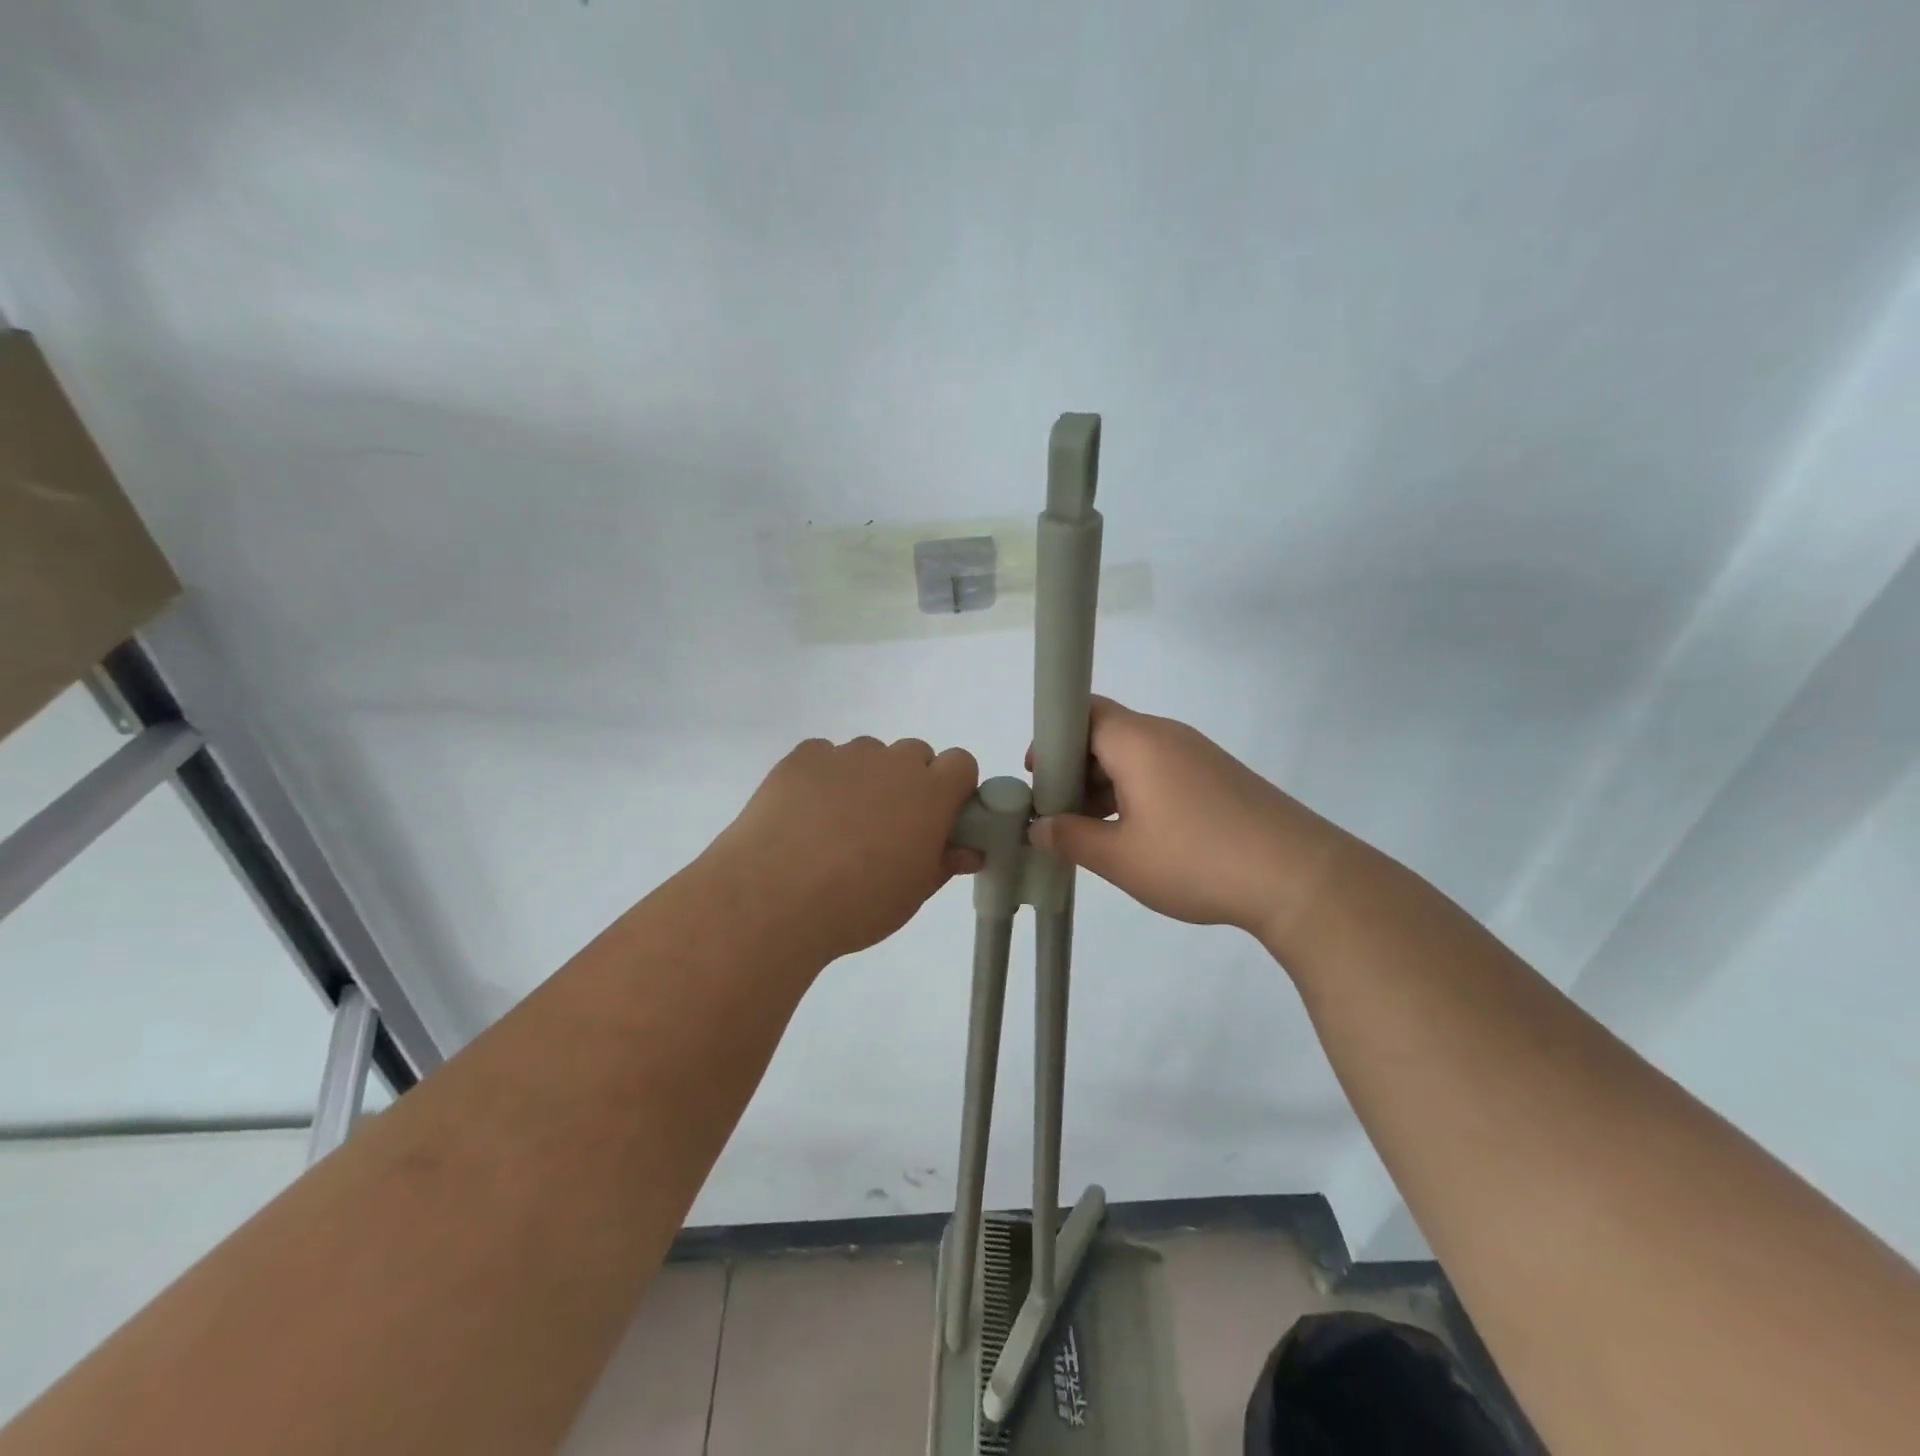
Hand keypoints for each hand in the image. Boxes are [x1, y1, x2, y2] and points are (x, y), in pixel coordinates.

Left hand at [711, 736, 980, 962]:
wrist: (775, 897)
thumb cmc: (858, 904)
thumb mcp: (913, 893)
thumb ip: (945, 863)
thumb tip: (968, 850)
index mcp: (931, 794)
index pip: (961, 763)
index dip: (953, 787)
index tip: (938, 818)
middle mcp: (893, 763)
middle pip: (914, 754)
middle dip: (909, 782)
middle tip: (887, 826)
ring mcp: (846, 755)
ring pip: (868, 754)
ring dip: (865, 778)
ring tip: (837, 825)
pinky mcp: (803, 757)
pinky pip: (824, 756)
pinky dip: (823, 777)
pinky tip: (803, 815)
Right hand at [1027, 698, 1344, 943]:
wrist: (1299, 878)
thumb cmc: (1196, 859)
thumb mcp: (1120, 857)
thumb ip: (1071, 838)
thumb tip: (1038, 828)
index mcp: (1138, 741)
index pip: (1082, 711)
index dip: (1052, 739)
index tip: (1040, 778)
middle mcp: (1167, 736)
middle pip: (1106, 733)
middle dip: (1074, 768)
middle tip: (1060, 813)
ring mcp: (1198, 755)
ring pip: (1134, 756)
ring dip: (1105, 785)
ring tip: (1093, 832)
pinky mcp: (1218, 778)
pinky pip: (1162, 772)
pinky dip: (1137, 794)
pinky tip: (1136, 836)